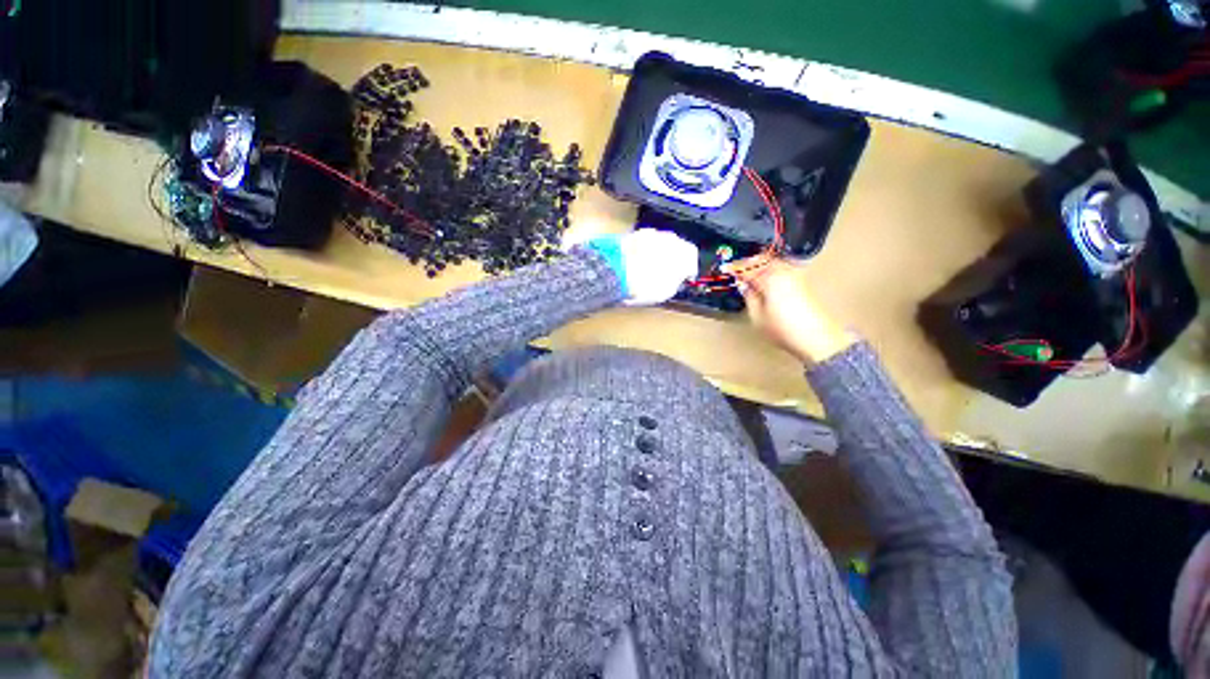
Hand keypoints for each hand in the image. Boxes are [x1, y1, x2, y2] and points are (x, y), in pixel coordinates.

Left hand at [582, 229, 698, 305]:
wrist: (616, 272)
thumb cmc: (645, 284)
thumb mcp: (667, 291)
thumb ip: (676, 282)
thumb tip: (675, 280)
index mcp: (684, 251)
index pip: (692, 258)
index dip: (687, 270)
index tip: (683, 278)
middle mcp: (670, 237)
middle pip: (676, 247)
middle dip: (672, 259)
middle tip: (666, 274)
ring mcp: (650, 233)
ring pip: (658, 243)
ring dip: (656, 254)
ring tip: (649, 269)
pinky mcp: (633, 234)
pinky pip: (642, 244)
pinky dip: (641, 252)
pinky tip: (635, 264)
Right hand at [731, 258, 855, 364]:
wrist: (816, 338)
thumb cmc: (782, 328)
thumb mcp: (757, 316)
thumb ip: (749, 297)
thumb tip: (745, 286)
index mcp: (770, 278)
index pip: (749, 269)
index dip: (736, 269)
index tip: (725, 269)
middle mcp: (784, 272)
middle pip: (764, 260)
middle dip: (749, 262)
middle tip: (737, 269)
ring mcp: (795, 276)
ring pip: (774, 262)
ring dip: (760, 264)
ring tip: (749, 273)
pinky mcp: (802, 282)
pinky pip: (781, 268)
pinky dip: (770, 269)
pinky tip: (764, 278)